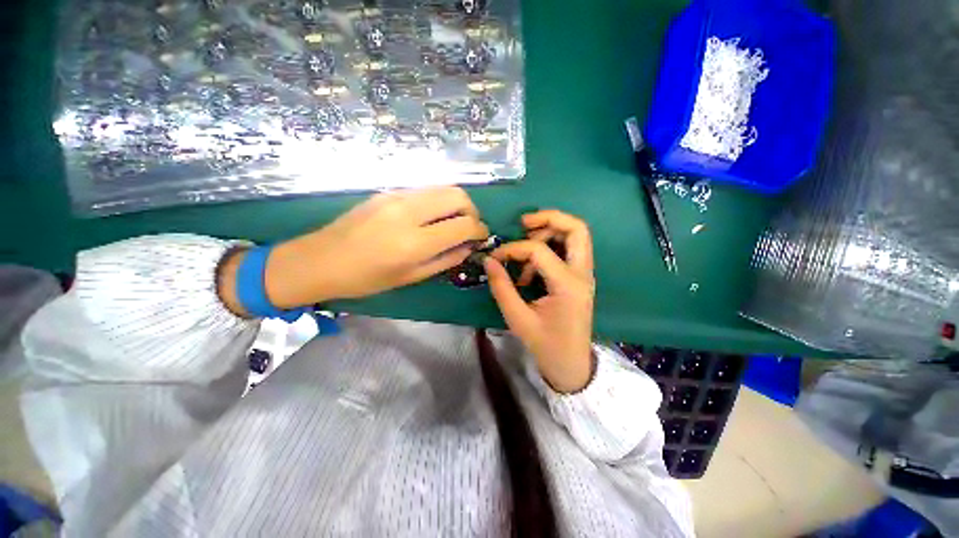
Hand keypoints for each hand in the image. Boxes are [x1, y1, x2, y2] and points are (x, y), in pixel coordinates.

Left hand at [219, 187, 487, 313]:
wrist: (320, 259)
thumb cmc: (366, 279)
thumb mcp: (411, 277)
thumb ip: (445, 260)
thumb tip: (468, 246)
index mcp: (414, 242)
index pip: (464, 225)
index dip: (479, 230)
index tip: (481, 237)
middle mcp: (409, 212)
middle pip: (458, 195)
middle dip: (471, 211)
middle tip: (467, 227)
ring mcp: (396, 196)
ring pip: (443, 187)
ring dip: (456, 204)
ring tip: (451, 222)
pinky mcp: (388, 190)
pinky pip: (425, 190)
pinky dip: (437, 202)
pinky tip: (429, 218)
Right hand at [484, 210, 595, 392]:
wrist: (571, 364)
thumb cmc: (545, 345)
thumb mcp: (518, 318)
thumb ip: (502, 287)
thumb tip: (489, 260)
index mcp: (567, 285)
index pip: (539, 251)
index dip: (513, 249)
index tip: (495, 257)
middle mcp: (582, 274)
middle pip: (576, 228)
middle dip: (549, 218)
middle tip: (524, 223)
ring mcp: (585, 274)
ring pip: (576, 236)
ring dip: (549, 232)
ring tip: (524, 250)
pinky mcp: (580, 278)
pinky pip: (569, 250)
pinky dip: (550, 248)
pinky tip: (531, 268)